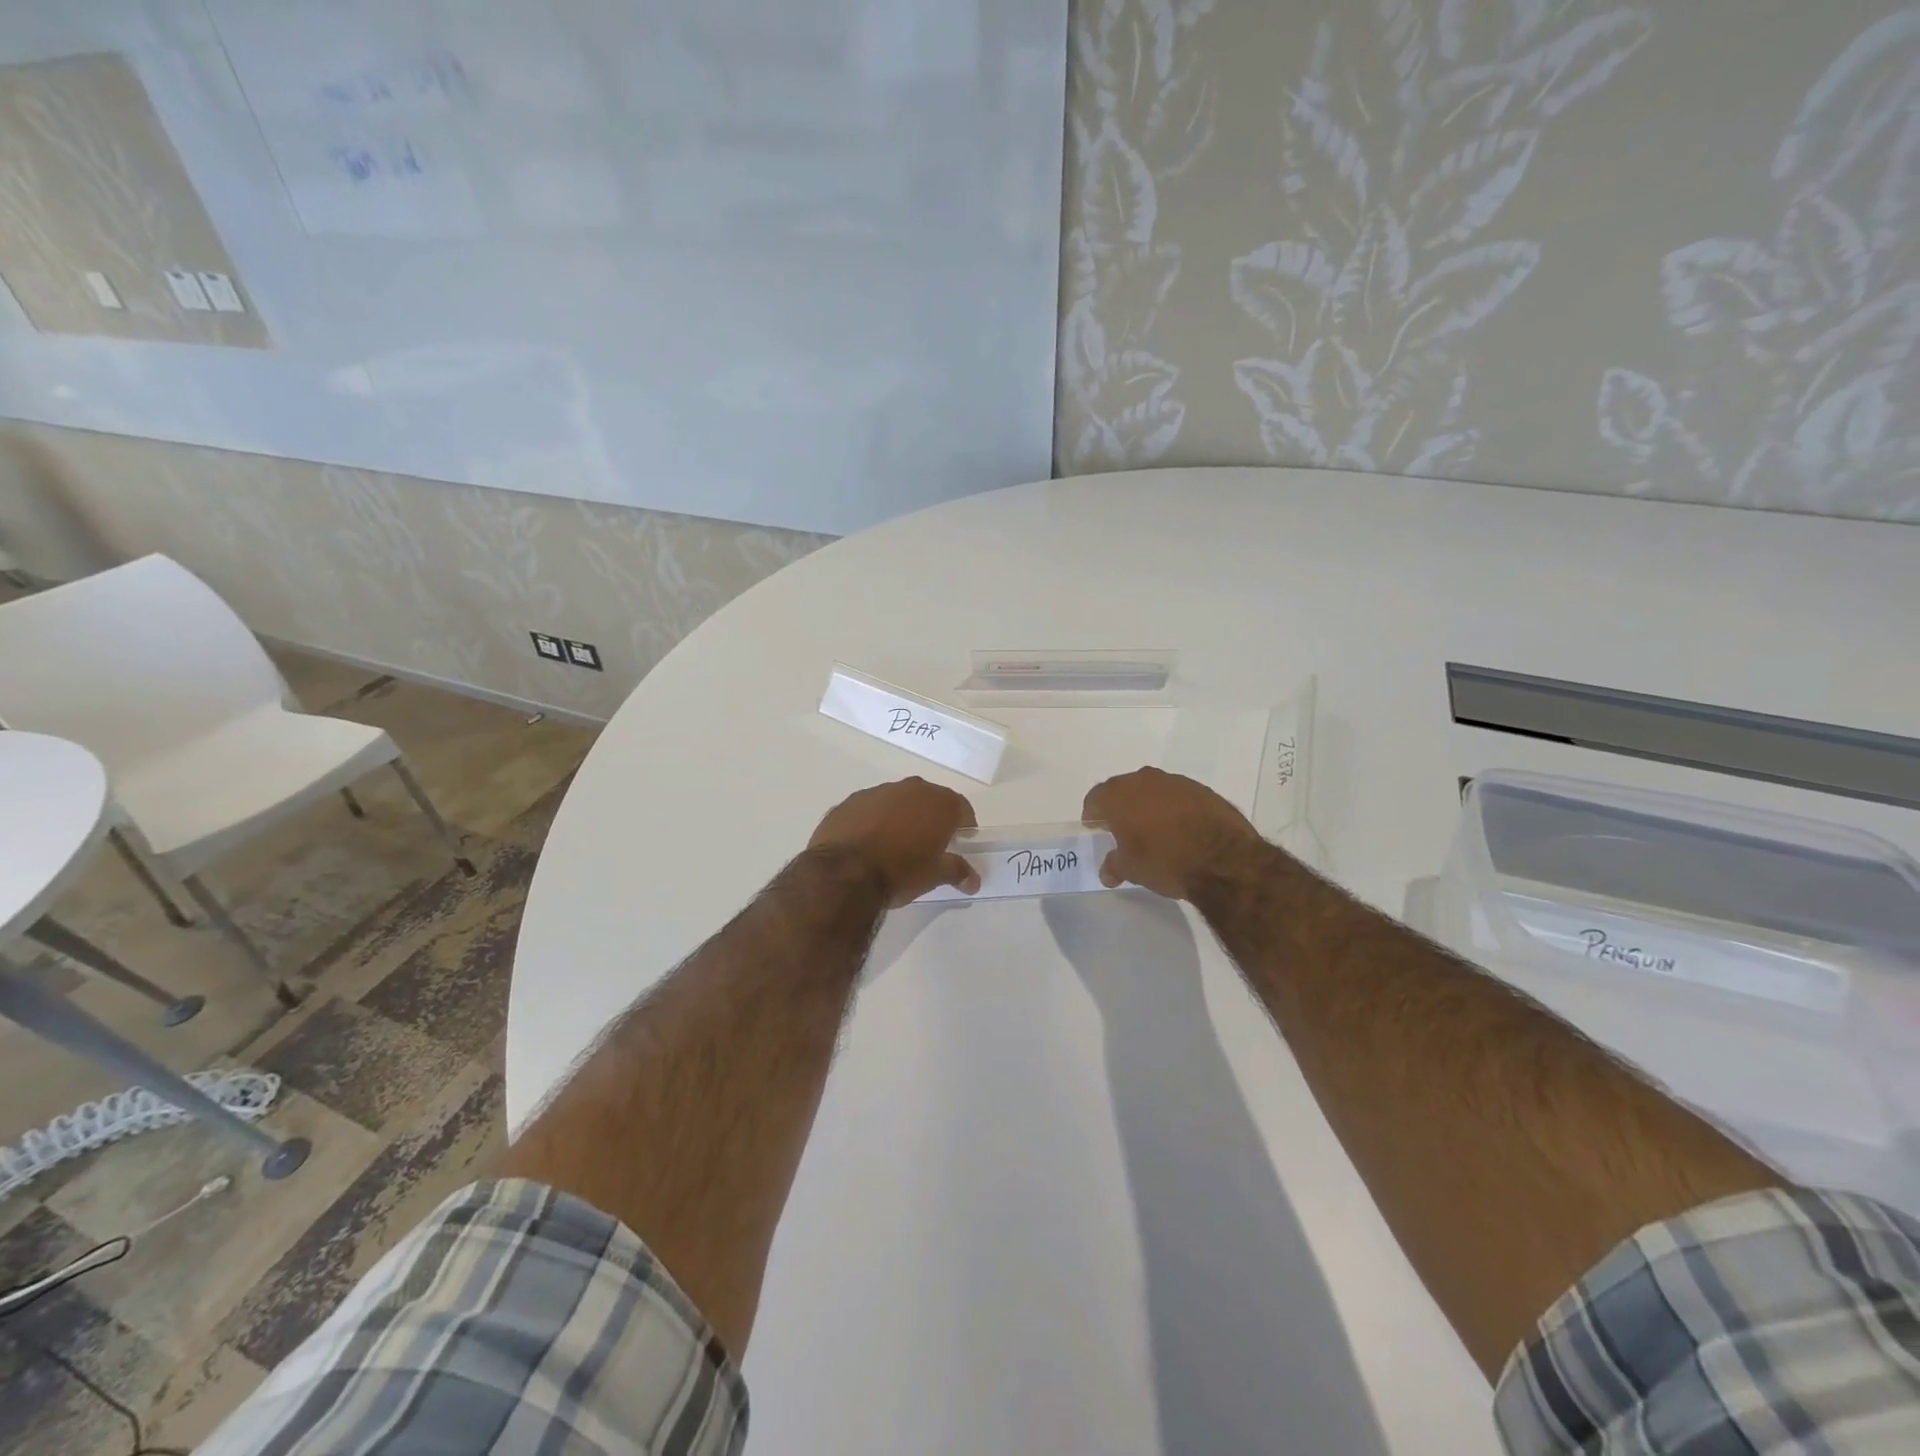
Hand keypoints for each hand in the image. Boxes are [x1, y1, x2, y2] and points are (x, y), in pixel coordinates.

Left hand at [809, 777, 980, 906]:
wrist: (843, 873)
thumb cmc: (900, 872)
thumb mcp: (934, 876)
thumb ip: (956, 871)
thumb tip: (973, 880)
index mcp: (938, 803)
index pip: (961, 807)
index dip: (964, 823)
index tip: (962, 839)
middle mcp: (910, 789)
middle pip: (928, 799)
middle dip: (931, 817)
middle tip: (930, 842)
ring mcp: (877, 792)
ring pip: (897, 801)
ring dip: (900, 816)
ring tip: (896, 843)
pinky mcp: (849, 802)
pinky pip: (869, 808)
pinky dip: (873, 820)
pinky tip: (868, 842)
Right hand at [1083, 767, 1263, 899]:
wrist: (1223, 859)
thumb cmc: (1164, 861)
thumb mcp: (1132, 869)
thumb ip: (1114, 865)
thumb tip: (1107, 872)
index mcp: (1119, 795)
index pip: (1096, 798)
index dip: (1093, 813)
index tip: (1095, 826)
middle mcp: (1144, 780)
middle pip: (1124, 789)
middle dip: (1120, 806)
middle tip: (1121, 827)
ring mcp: (1176, 782)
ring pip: (1153, 790)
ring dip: (1149, 805)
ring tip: (1152, 828)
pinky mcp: (1203, 790)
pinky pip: (1178, 796)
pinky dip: (1174, 808)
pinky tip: (1180, 828)